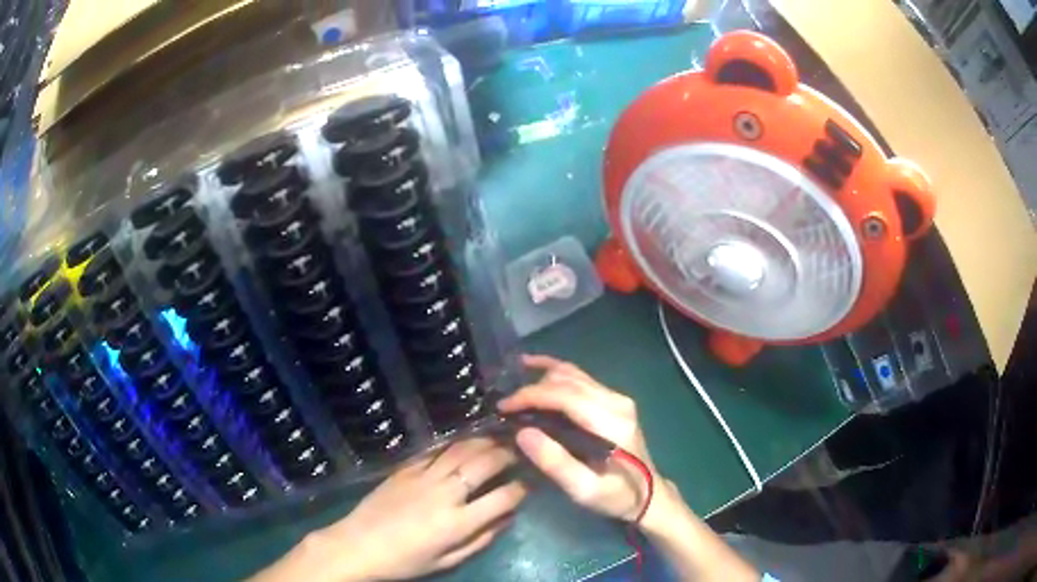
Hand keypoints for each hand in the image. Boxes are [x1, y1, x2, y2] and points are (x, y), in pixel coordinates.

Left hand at [304, 438, 527, 580]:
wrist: (359, 545)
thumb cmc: (406, 561)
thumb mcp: (448, 561)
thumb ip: (481, 539)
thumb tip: (508, 518)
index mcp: (458, 522)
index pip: (503, 497)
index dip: (521, 488)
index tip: (527, 484)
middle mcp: (445, 493)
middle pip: (485, 463)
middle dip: (507, 454)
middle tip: (518, 451)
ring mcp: (423, 476)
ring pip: (461, 449)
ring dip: (483, 441)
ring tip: (496, 439)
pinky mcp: (405, 468)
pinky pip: (435, 450)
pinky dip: (454, 443)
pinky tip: (462, 442)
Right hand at [498, 355, 660, 523]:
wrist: (650, 495)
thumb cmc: (617, 497)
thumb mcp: (584, 490)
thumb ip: (555, 462)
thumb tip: (522, 432)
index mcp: (612, 422)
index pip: (565, 396)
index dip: (530, 396)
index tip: (503, 407)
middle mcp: (616, 401)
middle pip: (567, 380)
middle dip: (532, 388)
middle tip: (504, 406)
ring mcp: (617, 398)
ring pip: (572, 374)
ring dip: (541, 378)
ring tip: (513, 391)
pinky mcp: (614, 400)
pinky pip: (580, 379)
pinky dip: (554, 375)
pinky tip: (534, 369)